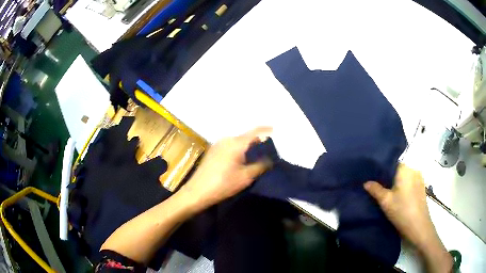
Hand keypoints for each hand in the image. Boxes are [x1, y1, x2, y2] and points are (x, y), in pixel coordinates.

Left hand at [180, 127, 272, 209]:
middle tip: (267, 150)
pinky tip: (240, 160)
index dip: (266, 130)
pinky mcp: (212, 151)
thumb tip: (270, 159)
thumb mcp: (246, 177)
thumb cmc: (223, 184)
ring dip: (247, 147)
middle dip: (257, 142)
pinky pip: (230, 146)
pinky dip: (238, 150)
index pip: (255, 132)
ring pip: (237, 142)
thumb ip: (260, 165)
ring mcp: (218, 144)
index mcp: (236, 143)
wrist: (197, 192)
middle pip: (246, 137)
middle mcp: (227, 139)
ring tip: (255, 156)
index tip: (275, 130)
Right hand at [364, 164, 451, 272]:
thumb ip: (376, 190)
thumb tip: (364, 181)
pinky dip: (398, 181)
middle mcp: (414, 171)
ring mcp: (418, 179)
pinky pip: (406, 179)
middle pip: (398, 164)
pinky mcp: (419, 188)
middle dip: (386, 167)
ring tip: (380, 180)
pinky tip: (392, 188)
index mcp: (407, 170)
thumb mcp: (387, 203)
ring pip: (403, 172)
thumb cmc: (405, 215)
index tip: (370, 162)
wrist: (422, 230)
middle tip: (371, 172)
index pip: (393, 156)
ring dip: (392, 175)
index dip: (382, 158)